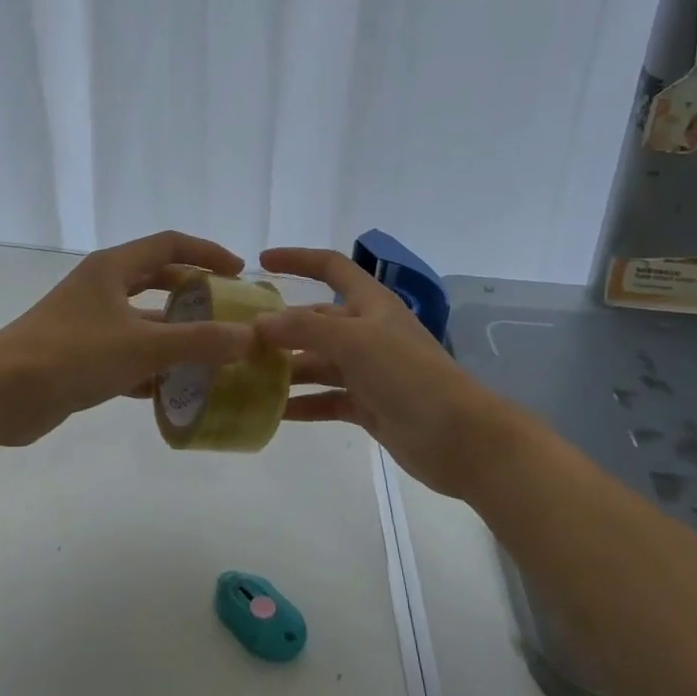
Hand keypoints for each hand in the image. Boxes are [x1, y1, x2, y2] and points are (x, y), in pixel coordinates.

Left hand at [0, 232, 254, 446]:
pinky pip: (127, 353)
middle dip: (194, 293)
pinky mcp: (79, 355)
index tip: (239, 271)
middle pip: (157, 279)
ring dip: (175, 334)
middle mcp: (100, 288)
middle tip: (227, 311)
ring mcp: (87, 322)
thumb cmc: (72, 354)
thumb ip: (200, 341)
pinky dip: (152, 366)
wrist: (0, 394)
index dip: (206, 252)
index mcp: (113, 268)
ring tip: (211, 353)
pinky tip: (175, 388)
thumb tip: (250, 337)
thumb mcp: (143, 346)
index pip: (169, 244)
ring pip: (143, 321)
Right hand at [255, 247, 506, 494]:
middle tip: (238, 340)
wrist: (458, 436)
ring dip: (287, 368)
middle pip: (317, 321)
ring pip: (318, 362)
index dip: (298, 259)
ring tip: (246, 377)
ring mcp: (368, 371)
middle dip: (282, 328)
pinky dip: (303, 403)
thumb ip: (304, 329)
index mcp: (371, 304)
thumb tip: (259, 323)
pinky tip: (273, 412)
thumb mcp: (354, 341)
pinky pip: (327, 399)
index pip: (332, 268)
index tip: (262, 262)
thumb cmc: (408, 374)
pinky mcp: (368, 405)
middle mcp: (368, 332)